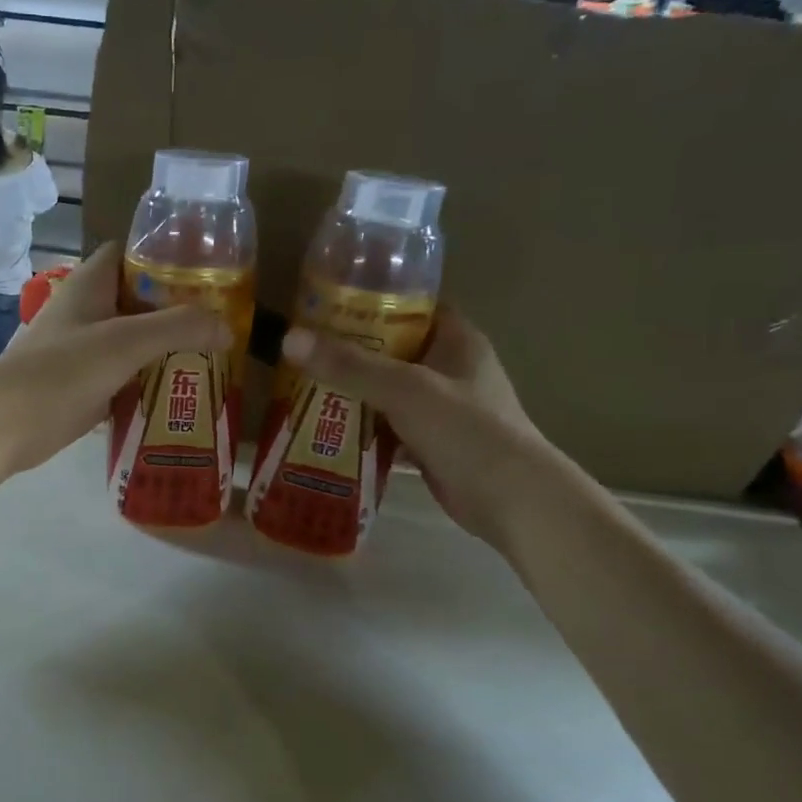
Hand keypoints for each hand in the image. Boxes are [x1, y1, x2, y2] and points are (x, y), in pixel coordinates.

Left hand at [0, 243, 227, 476]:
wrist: (3, 425)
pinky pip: (123, 376)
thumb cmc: (61, 371)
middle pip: (137, 299)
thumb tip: (227, 327)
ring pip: (131, 341)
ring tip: (211, 357)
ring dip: (164, 349)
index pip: (128, 253)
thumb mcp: (125, 342)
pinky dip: (148, 381)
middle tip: (219, 322)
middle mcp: (85, 312)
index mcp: (89, 286)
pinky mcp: (81, 386)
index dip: (163, 255)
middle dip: (175, 308)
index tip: (205, 270)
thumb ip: (178, 328)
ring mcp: (81, 351)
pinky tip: (179, 394)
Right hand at [281, 310, 565, 551]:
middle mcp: (451, 370)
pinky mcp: (432, 444)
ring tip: (302, 384)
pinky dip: (362, 428)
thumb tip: (289, 338)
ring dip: (352, 391)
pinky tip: (325, 428)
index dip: (374, 300)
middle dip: (351, 350)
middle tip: (303, 347)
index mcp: (457, 341)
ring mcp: (442, 410)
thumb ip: (349, 366)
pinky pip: (388, 427)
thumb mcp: (404, 390)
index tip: (328, 302)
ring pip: (388, 391)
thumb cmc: (467, 431)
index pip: (413, 306)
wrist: (512, 501)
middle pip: (394, 350)